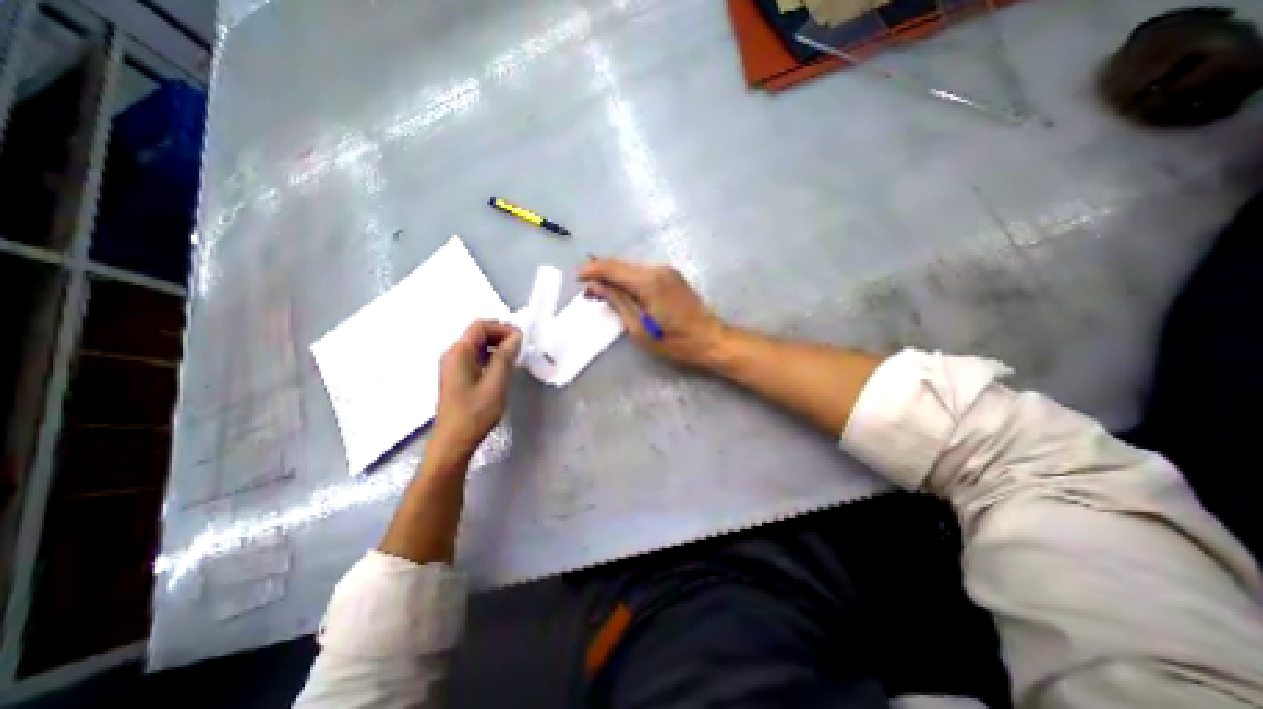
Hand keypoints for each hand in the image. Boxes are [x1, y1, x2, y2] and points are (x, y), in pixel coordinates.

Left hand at [429, 319, 516, 459]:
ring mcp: (453, 366)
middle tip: (521, 348)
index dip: (502, 328)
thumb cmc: (475, 413)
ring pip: (477, 346)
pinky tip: (503, 369)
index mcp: (459, 353)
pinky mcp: (457, 377)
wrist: (453, 442)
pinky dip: (491, 357)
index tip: (521, 339)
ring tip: (515, 358)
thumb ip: (505, 357)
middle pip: (478, 334)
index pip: (480, 326)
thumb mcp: (495, 384)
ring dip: (497, 347)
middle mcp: (452, 355)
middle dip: (501, 336)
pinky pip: (475, 357)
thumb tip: (516, 337)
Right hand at [576, 259, 725, 368]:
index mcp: (648, 281)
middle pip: (621, 266)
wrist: (708, 339)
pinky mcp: (671, 276)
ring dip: (615, 279)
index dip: (592, 270)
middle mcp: (657, 269)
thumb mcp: (639, 327)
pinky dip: (629, 281)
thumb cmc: (673, 341)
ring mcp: (666, 271)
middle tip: (588, 292)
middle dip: (601, 275)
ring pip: (631, 269)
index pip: (612, 267)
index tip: (577, 279)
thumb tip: (595, 286)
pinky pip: (643, 274)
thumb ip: (617, 302)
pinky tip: (623, 293)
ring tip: (603, 295)